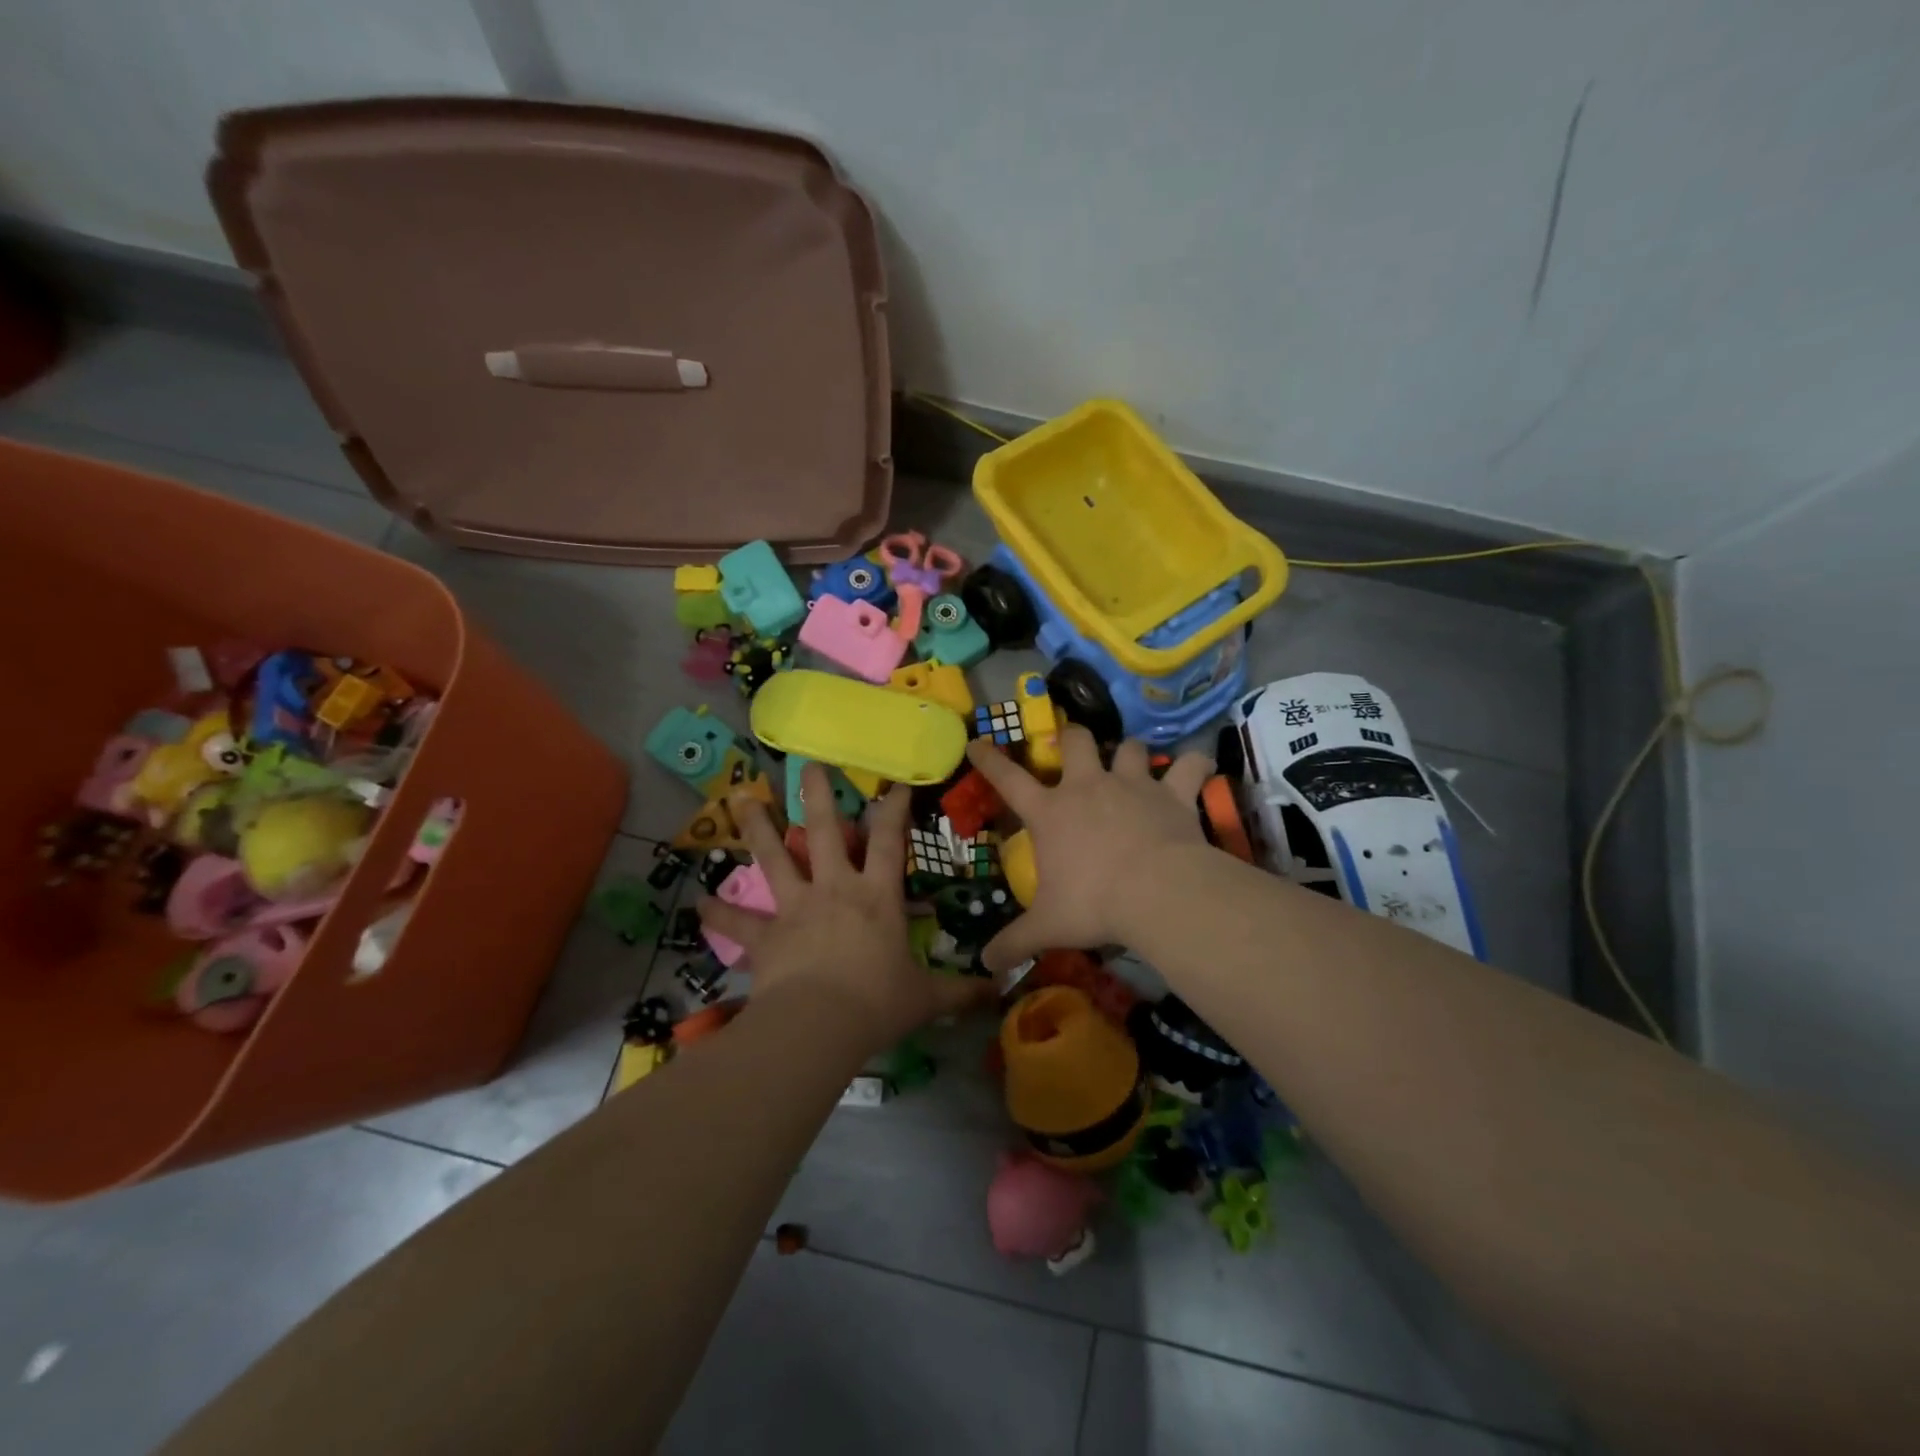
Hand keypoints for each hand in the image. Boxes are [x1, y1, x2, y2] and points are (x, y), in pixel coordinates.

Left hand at [696, 763, 993, 1050]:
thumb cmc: (878, 1004)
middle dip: (818, 795)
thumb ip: (961, 991)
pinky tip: (699, 901)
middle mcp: (835, 889)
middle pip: (825, 832)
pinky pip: (738, 922)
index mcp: (876, 896)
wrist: (820, 1026)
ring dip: (758, 827)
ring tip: (741, 798)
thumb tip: (998, 989)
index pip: (890, 841)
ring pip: (775, 858)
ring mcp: (796, 908)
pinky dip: (719, 912)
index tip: (894, 783)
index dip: (894, 809)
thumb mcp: (926, 998)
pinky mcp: (766, 936)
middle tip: (807, 764)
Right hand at [965, 726, 1214, 973]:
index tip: (978, 743)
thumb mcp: (1047, 927)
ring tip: (1132, 764)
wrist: (1157, 893)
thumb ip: (1014, 942)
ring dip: (1129, 753)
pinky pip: (1190, 765)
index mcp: (1050, 812)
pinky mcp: (1172, 793)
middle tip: (1075, 748)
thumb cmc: (1094, 905)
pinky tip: (1197, 768)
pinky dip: (1195, 765)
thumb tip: (985, 964)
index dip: (990, 760)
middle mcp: (1088, 786)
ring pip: (1129, 747)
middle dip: (1073, 738)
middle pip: (1076, 740)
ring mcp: (1132, 784)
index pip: (1008, 779)